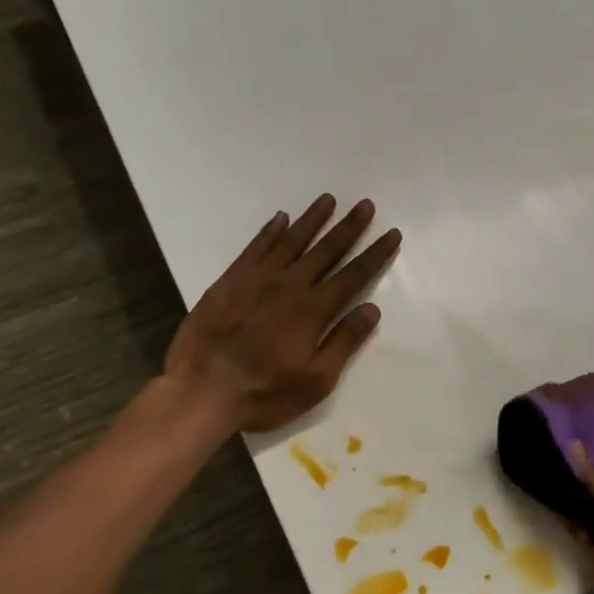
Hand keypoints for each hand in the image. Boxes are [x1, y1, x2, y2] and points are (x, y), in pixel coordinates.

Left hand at [163, 195, 400, 433]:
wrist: (201, 390)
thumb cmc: (265, 393)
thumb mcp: (316, 380)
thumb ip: (344, 342)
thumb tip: (372, 308)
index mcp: (313, 310)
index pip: (353, 275)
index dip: (375, 253)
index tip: (392, 233)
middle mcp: (289, 285)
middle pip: (326, 250)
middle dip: (349, 227)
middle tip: (365, 205)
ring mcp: (257, 279)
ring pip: (291, 241)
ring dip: (312, 219)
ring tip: (328, 200)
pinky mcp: (230, 280)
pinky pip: (255, 247)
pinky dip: (270, 231)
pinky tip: (281, 219)